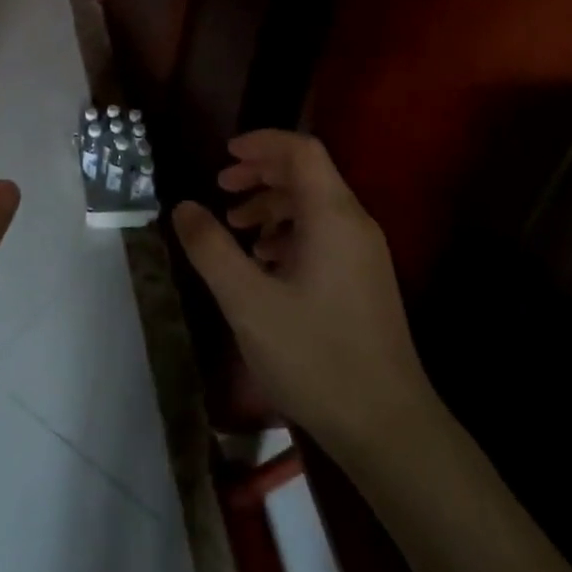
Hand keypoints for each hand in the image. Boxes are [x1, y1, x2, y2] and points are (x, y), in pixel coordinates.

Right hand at [173, 130, 437, 463]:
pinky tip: (264, 262)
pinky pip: (324, 234)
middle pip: (308, 174)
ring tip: (236, 226)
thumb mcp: (247, 302)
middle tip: (221, 187)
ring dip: (272, 205)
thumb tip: (183, 207)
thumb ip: (211, 248)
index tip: (224, 154)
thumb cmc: (315, 356)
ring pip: (315, 206)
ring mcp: (364, 254)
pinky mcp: (365, 280)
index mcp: (333, 216)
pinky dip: (289, 232)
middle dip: (261, 173)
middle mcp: (355, 224)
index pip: (301, 151)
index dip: (262, 143)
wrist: (388, 428)